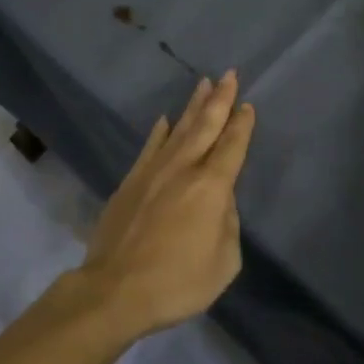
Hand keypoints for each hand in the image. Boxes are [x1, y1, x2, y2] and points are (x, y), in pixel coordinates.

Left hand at [76, 70, 254, 338]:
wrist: (116, 289)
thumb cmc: (177, 281)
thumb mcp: (223, 262)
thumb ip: (227, 224)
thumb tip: (218, 201)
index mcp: (211, 187)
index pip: (232, 147)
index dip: (242, 125)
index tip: (247, 105)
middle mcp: (183, 169)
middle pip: (206, 126)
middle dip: (220, 99)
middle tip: (229, 74)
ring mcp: (153, 171)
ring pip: (178, 129)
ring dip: (193, 106)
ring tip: (204, 84)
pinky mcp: (130, 181)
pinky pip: (150, 146)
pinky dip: (160, 131)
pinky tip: (164, 119)